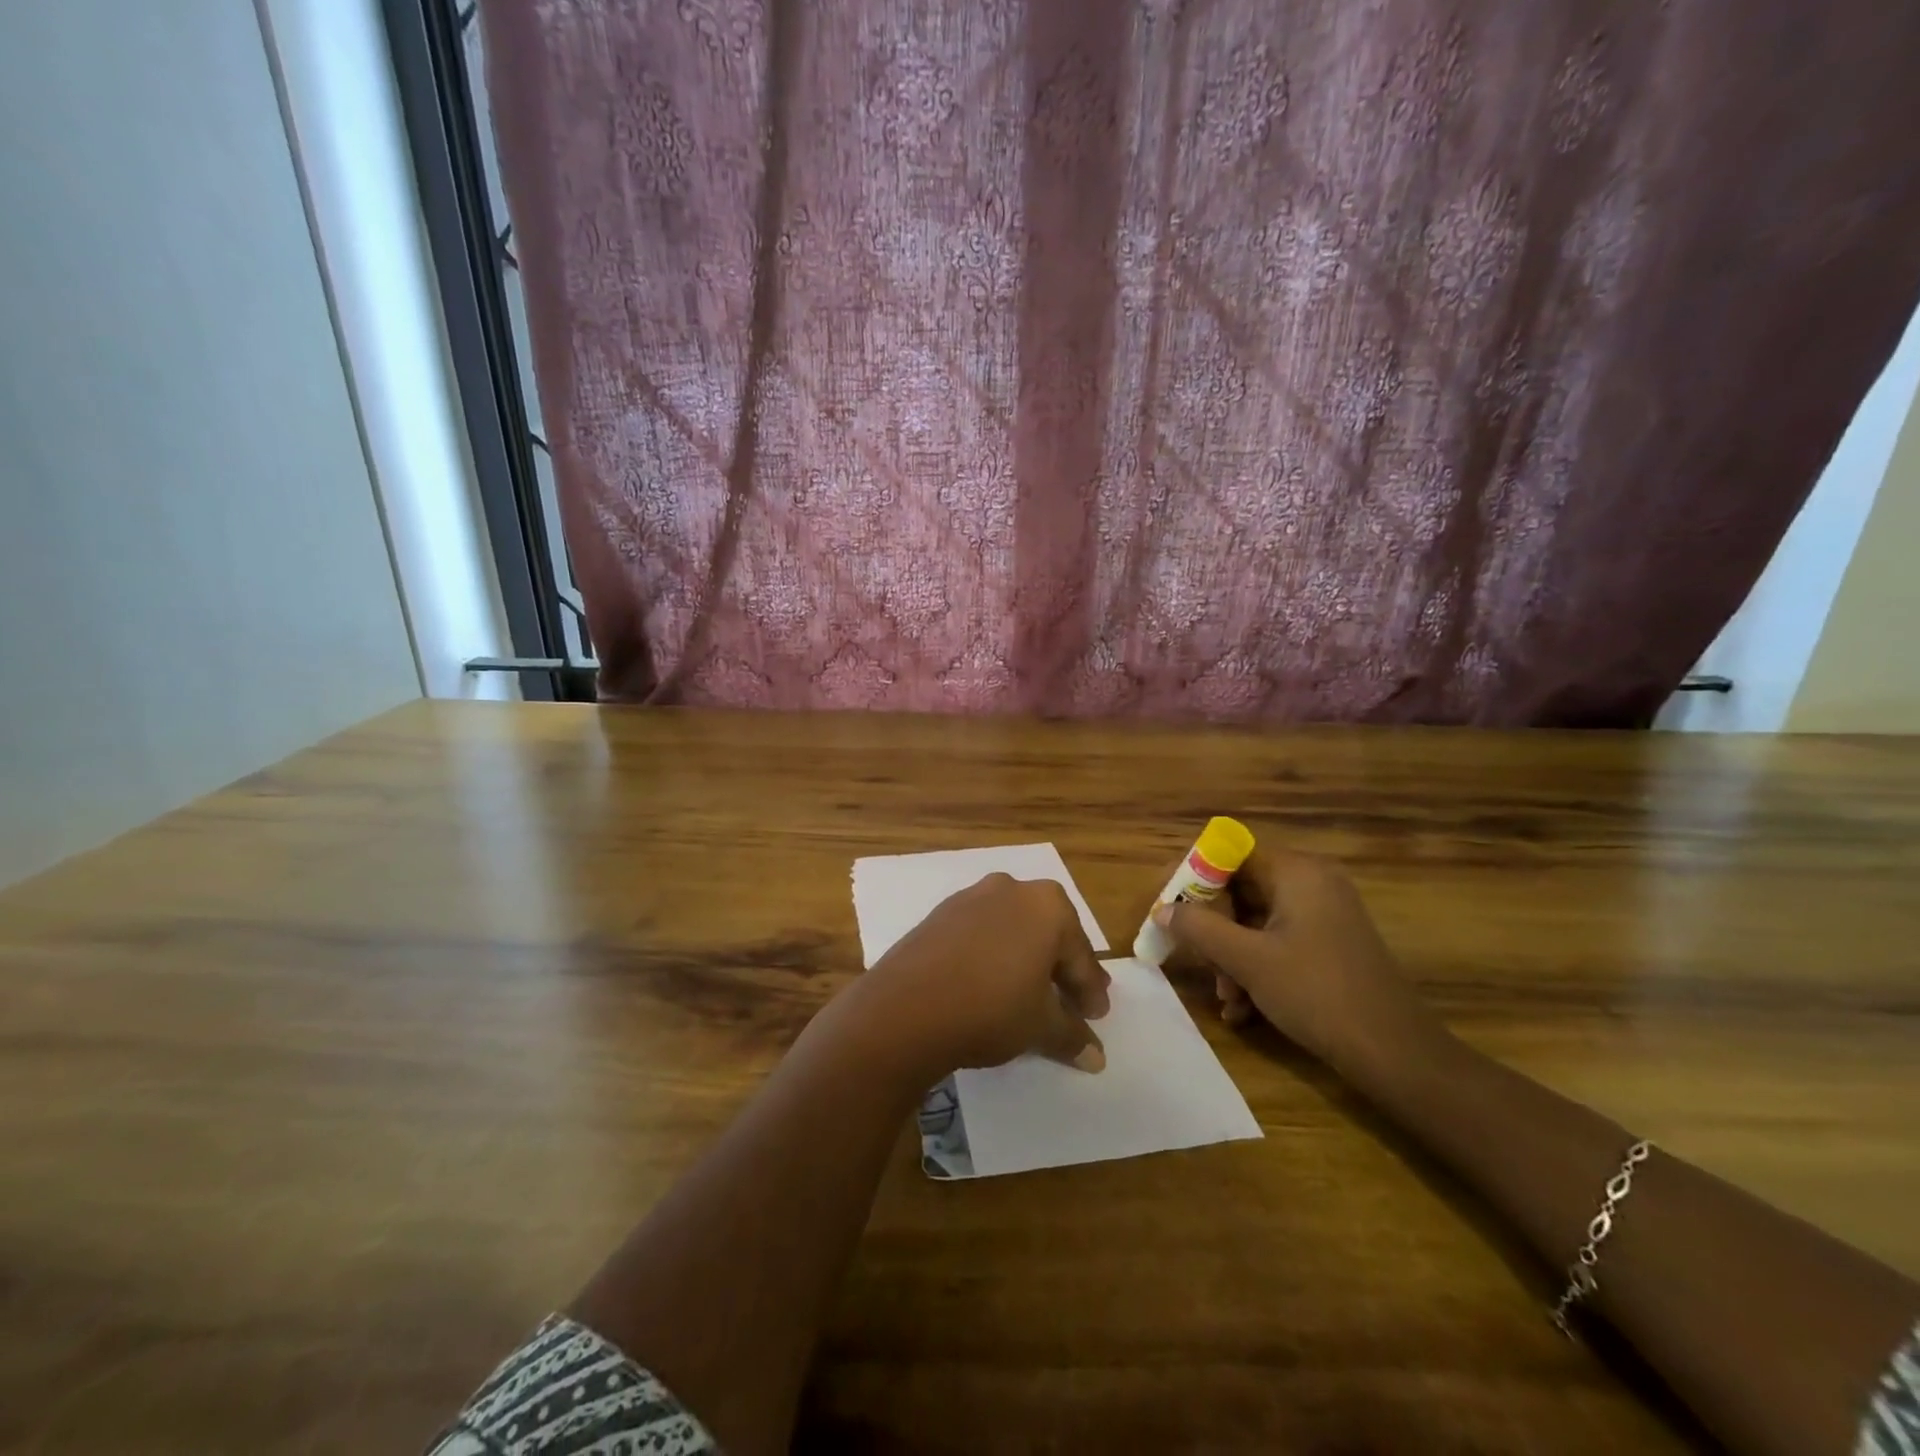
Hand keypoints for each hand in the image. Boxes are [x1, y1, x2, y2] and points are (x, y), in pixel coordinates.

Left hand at [851, 874, 1110, 1081]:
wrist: (904, 1008)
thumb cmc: (990, 1009)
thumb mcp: (1040, 1027)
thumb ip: (1073, 1036)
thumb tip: (1096, 1057)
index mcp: (1048, 906)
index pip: (1080, 955)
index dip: (1090, 990)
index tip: (1097, 1016)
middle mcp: (1012, 889)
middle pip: (1048, 935)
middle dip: (1061, 969)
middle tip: (1071, 1002)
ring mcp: (971, 897)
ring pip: (1013, 930)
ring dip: (1026, 960)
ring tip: (1030, 994)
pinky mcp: (940, 914)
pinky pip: (981, 933)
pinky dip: (993, 955)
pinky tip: (989, 984)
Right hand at [1155, 845, 1445, 1081]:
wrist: (1394, 1053)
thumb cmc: (1316, 993)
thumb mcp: (1247, 960)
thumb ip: (1198, 928)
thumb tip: (1162, 909)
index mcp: (1296, 871)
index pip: (1228, 854)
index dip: (1192, 877)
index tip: (1167, 906)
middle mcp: (1311, 882)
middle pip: (1240, 890)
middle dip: (1213, 930)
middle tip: (1199, 964)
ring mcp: (1324, 913)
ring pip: (1255, 922)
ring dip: (1231, 958)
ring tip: (1227, 1000)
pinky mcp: (1329, 943)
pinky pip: (1277, 941)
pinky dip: (1256, 968)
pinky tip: (1244, 1010)